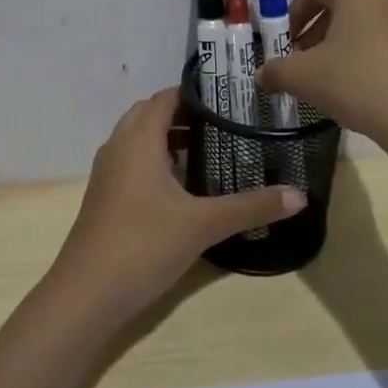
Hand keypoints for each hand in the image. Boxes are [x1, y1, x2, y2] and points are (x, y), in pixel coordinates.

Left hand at [52, 88, 305, 320]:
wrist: (86, 293)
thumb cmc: (143, 245)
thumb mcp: (203, 225)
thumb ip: (251, 207)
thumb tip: (300, 195)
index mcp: (138, 140)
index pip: (164, 98)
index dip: (194, 93)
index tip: (229, 98)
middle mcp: (118, 148)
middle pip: (149, 114)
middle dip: (182, 114)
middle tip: (223, 125)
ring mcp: (107, 174)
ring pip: (137, 140)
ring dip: (167, 139)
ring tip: (208, 151)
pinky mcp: (104, 197)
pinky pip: (130, 163)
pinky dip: (154, 161)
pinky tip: (181, 188)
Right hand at [256, 0, 387, 154]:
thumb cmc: (359, 83)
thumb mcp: (304, 78)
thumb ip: (276, 71)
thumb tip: (263, 75)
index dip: (292, 14)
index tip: (284, 43)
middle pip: (341, 5)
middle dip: (315, 32)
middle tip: (302, 63)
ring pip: (365, 25)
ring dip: (340, 46)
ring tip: (330, 81)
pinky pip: (387, 42)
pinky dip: (367, 57)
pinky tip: (361, 90)